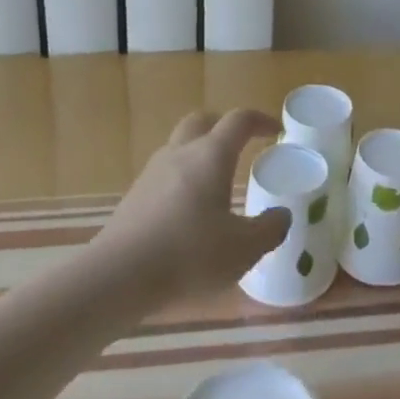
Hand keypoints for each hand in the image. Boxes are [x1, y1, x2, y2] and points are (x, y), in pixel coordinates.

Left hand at [94, 109, 290, 301]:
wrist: (117, 278)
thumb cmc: (189, 256)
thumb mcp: (243, 250)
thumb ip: (269, 229)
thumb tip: (282, 215)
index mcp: (211, 155)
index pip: (239, 120)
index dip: (260, 121)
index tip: (275, 131)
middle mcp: (180, 154)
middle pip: (202, 121)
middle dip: (223, 127)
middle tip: (241, 147)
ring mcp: (152, 173)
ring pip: (179, 147)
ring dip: (199, 154)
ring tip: (215, 184)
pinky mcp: (133, 197)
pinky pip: (164, 175)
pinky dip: (181, 181)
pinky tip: (187, 214)